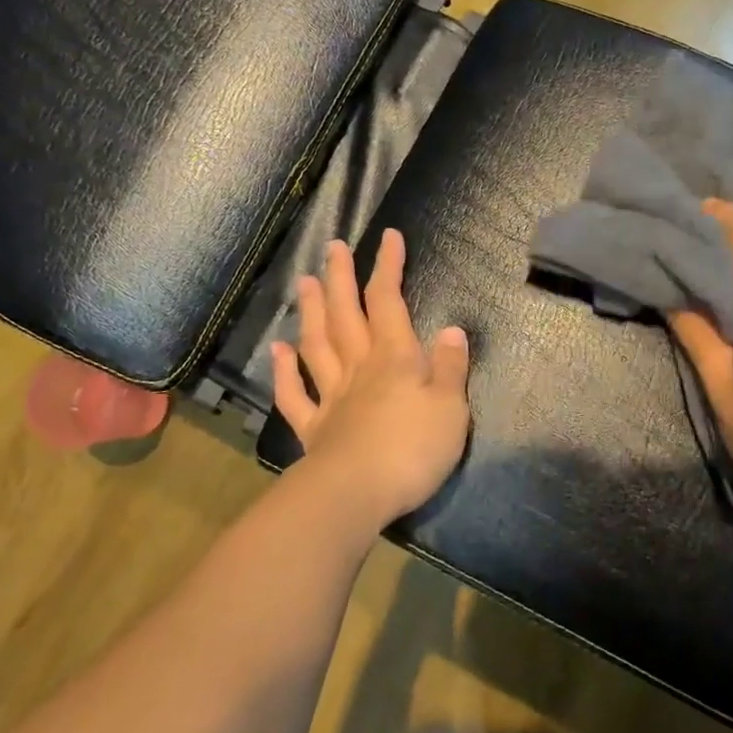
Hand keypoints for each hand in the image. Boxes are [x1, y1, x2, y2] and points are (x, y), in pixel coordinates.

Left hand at [271, 229, 470, 528]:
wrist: (356, 494)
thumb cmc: (412, 449)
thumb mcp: (451, 408)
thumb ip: (452, 368)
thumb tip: (452, 329)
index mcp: (394, 359)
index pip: (388, 301)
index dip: (388, 267)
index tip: (389, 237)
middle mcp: (358, 369)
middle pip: (346, 315)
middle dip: (340, 279)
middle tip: (332, 247)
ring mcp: (331, 397)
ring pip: (317, 345)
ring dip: (310, 312)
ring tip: (303, 282)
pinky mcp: (314, 429)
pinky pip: (295, 394)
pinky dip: (284, 371)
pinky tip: (279, 350)